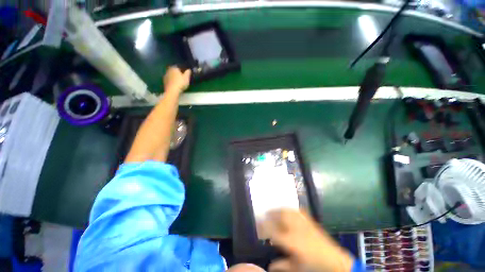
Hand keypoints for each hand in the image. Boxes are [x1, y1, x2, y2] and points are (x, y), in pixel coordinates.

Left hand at [163, 66, 190, 93]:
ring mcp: (166, 76)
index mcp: (174, 68)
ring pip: (171, 75)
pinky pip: (169, 80)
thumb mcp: (186, 78)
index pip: (178, 66)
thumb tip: (189, 69)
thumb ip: (188, 73)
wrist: (172, 90)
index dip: (181, 69)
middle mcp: (169, 70)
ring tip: (178, 81)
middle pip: (173, 70)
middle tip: (181, 77)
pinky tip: (174, 84)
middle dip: (177, 73)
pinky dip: (171, 81)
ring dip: (174, 77)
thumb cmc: (180, 83)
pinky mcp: (164, 81)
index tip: (184, 72)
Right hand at [263, 209, 353, 271]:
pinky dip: (290, 209)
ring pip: (287, 211)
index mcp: (290, 242)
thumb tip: (269, 266)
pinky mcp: (310, 221)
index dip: (263, 226)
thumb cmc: (314, 268)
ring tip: (273, 211)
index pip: (272, 230)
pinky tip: (288, 210)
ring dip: (279, 210)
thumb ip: (281, 266)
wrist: (335, 262)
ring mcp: (303, 223)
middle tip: (264, 214)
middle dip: (270, 214)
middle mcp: (295, 229)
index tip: (257, 224)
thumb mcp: (296, 269)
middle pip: (279, 216)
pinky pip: (297, 211)